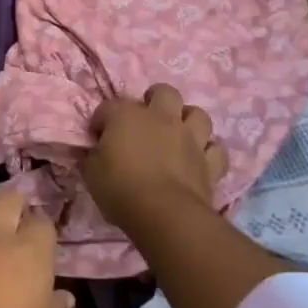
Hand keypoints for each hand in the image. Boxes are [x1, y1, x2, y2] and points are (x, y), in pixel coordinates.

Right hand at [83, 84, 229, 232]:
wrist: (165, 214)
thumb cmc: (121, 189)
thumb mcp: (91, 173)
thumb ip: (93, 156)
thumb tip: (94, 151)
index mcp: (126, 116)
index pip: (108, 107)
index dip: (101, 120)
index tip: (97, 137)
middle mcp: (161, 118)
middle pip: (164, 93)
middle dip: (155, 99)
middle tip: (145, 119)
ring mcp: (190, 138)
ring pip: (198, 114)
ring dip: (188, 121)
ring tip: (178, 134)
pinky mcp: (210, 162)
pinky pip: (216, 149)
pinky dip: (208, 152)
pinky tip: (200, 159)